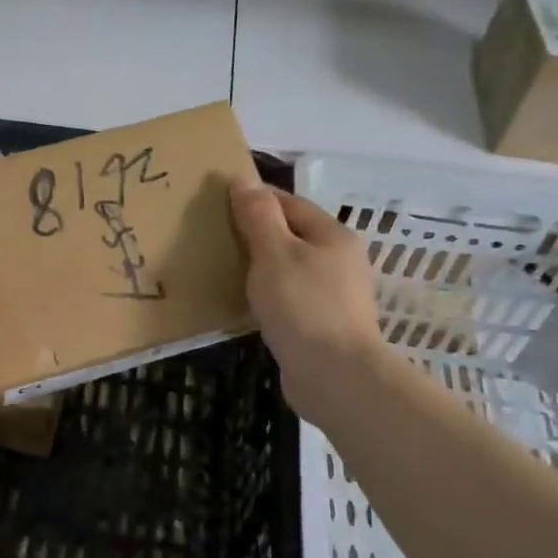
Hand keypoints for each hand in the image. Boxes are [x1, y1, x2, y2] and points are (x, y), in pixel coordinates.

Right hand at [230, 178, 385, 426]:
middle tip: (217, 236)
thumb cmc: (303, 306)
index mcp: (332, 235)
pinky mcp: (324, 325)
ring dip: (262, 266)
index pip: (289, 202)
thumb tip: (243, 181)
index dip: (255, 198)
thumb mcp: (274, 253)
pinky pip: (291, 298)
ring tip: (226, 268)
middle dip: (257, 233)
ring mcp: (335, 295)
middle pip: (292, 235)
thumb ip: (258, 216)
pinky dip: (269, 294)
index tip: (218, 201)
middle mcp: (340, 260)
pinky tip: (248, 303)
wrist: (335, 376)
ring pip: (291, 268)